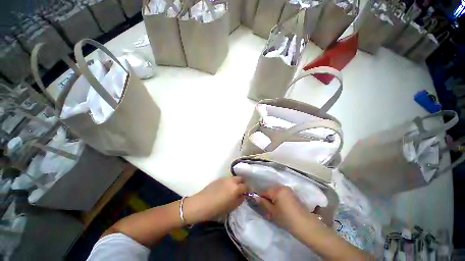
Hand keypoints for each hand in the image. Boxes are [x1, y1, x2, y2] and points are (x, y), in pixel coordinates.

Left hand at [184, 176, 247, 223]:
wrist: (200, 204)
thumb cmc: (216, 209)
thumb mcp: (231, 207)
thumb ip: (239, 200)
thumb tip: (243, 195)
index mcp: (236, 188)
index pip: (246, 186)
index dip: (248, 190)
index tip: (247, 194)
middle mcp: (231, 180)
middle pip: (240, 178)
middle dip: (242, 183)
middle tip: (241, 190)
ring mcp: (224, 178)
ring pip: (234, 178)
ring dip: (236, 182)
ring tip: (233, 189)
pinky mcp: (218, 178)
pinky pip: (227, 179)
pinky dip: (229, 182)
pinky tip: (226, 188)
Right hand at [256, 185, 318, 232]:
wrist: (306, 225)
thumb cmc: (287, 219)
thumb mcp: (272, 212)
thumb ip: (263, 203)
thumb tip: (256, 197)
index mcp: (277, 190)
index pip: (265, 192)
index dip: (261, 199)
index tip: (262, 208)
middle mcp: (283, 187)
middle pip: (271, 191)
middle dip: (268, 200)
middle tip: (269, 211)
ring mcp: (289, 190)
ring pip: (276, 193)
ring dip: (274, 201)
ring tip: (275, 212)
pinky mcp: (293, 195)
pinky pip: (283, 195)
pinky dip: (280, 200)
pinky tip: (282, 210)